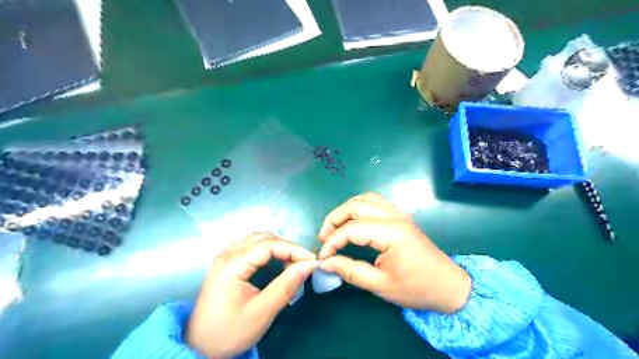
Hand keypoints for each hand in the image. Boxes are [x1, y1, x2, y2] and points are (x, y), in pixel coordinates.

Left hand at [188, 231, 316, 356]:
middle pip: (264, 238)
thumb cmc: (229, 332)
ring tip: (292, 261)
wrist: (199, 347)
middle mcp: (227, 253)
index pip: (269, 245)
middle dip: (287, 247)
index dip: (293, 250)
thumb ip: (286, 286)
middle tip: (304, 262)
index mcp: (233, 263)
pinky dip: (267, 248)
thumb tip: (309, 265)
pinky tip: (274, 259)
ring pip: (257, 239)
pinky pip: (250, 245)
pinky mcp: (226, 263)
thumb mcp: (261, 312)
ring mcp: (225, 256)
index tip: (312, 261)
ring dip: (277, 246)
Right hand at [318, 193, 469, 311]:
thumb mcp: (380, 285)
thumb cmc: (417, 289)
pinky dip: (359, 207)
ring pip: (365, 199)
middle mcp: (394, 216)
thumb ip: (350, 271)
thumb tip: (325, 262)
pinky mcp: (401, 217)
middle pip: (355, 206)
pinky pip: (375, 202)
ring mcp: (399, 214)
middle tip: (323, 239)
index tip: (322, 257)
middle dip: (334, 219)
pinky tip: (354, 221)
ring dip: (346, 209)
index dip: (332, 241)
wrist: (449, 287)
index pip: (352, 229)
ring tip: (335, 228)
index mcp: (391, 233)